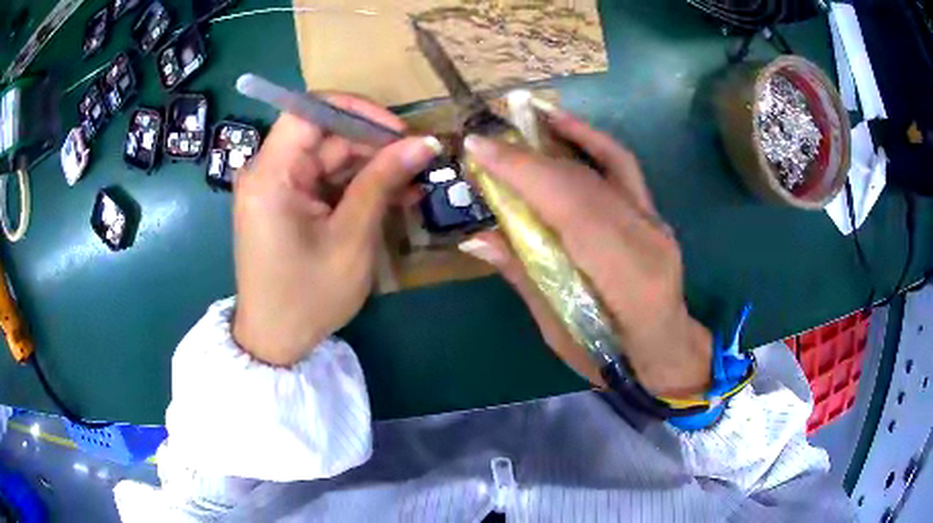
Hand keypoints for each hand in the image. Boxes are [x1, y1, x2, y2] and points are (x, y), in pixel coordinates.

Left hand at [233, 94, 440, 365]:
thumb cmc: (308, 296)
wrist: (275, 340)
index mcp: (271, 175)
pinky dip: (355, 186)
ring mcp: (275, 187)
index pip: (310, 111)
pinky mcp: (285, 203)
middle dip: (373, 144)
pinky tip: (392, 195)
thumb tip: (424, 142)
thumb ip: (382, 182)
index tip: (398, 131)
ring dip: (371, 167)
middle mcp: (267, 172)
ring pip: (328, 157)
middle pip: (324, 135)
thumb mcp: (351, 238)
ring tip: (415, 181)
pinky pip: (323, 181)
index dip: (357, 110)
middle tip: (420, 160)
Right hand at [460, 105, 710, 397]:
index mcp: (626, 280)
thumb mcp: (560, 332)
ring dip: (559, 138)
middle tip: (485, 143)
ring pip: (604, 167)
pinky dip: (592, 141)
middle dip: (529, 157)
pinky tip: (566, 126)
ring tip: (521, 120)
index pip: (573, 210)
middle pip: (584, 184)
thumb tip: (476, 237)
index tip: (480, 150)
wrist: (666, 351)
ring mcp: (655, 222)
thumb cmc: (610, 359)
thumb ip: (525, 278)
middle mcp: (647, 240)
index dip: (525, 174)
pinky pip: (623, 167)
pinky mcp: (652, 213)